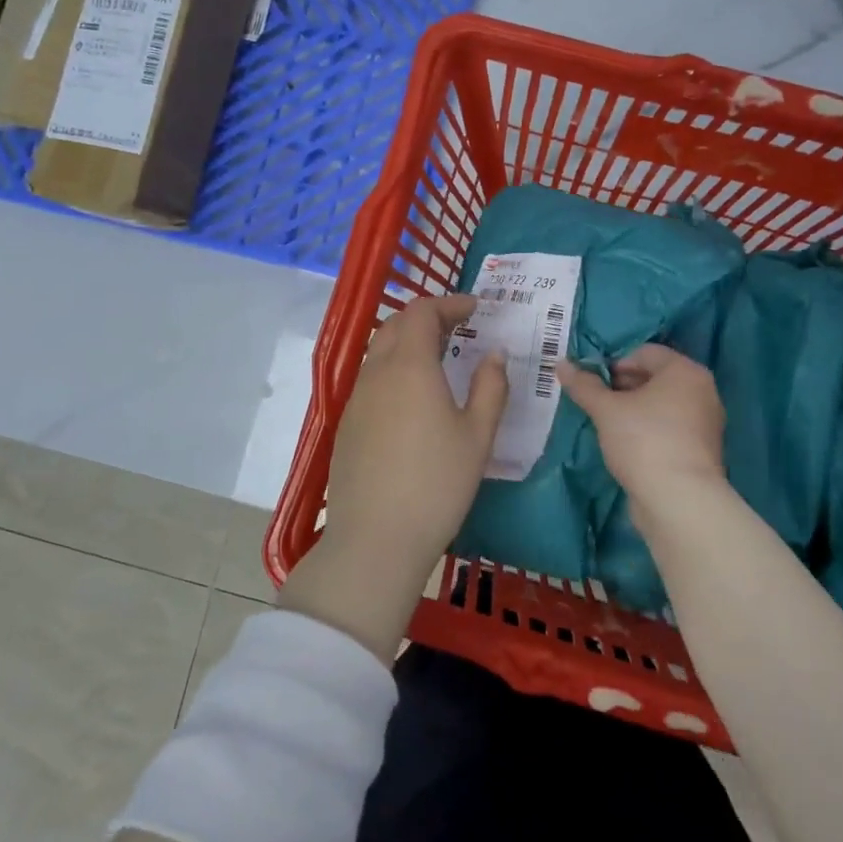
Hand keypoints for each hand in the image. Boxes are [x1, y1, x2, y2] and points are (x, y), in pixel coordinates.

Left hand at [282, 294, 507, 662]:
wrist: (376, 538)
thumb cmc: (437, 484)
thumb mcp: (477, 436)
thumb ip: (490, 387)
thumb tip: (494, 354)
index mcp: (410, 366)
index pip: (422, 312)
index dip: (450, 303)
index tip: (476, 309)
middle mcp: (376, 373)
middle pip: (396, 325)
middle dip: (428, 317)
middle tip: (460, 328)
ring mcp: (356, 399)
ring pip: (380, 351)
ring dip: (408, 342)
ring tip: (439, 358)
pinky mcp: (348, 424)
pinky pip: (371, 378)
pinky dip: (394, 368)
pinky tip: (413, 396)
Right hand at [556, 344, 724, 502]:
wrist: (679, 501)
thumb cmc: (644, 441)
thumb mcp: (606, 410)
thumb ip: (584, 385)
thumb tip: (561, 364)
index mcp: (685, 371)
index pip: (644, 353)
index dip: (613, 364)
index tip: (592, 384)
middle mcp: (702, 390)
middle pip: (654, 377)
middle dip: (622, 387)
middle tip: (595, 403)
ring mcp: (705, 422)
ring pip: (661, 404)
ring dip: (633, 409)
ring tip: (607, 425)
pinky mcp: (701, 450)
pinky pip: (669, 427)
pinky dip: (648, 429)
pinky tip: (627, 445)